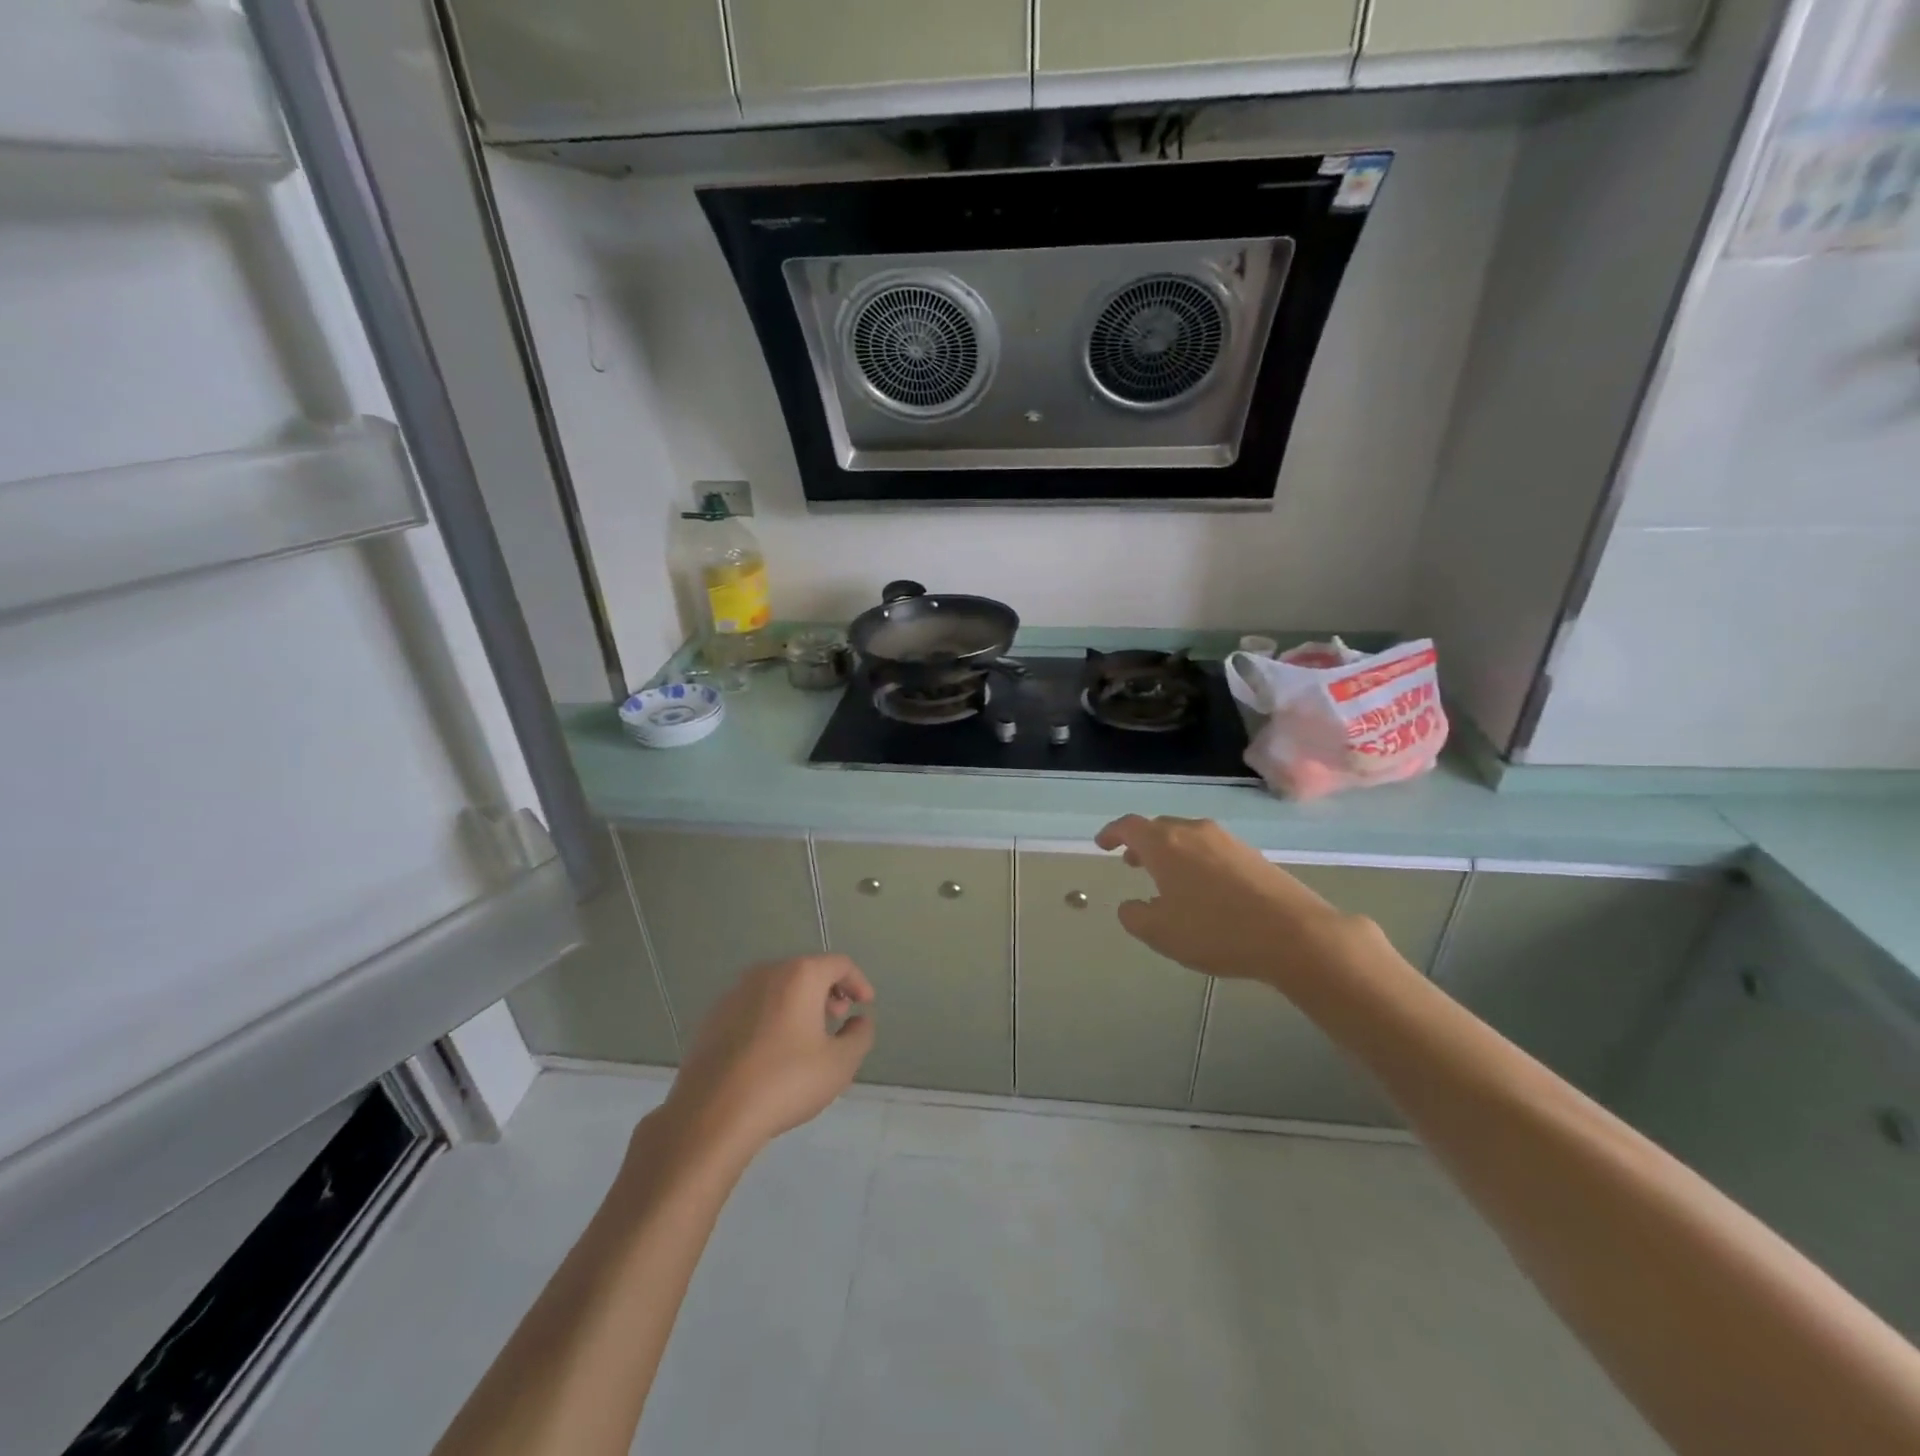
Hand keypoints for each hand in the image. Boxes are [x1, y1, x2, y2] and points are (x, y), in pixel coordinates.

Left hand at [663, 955, 875, 1156]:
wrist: (711, 1114)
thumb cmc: (785, 1082)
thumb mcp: (839, 1064)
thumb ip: (860, 1036)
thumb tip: (859, 1021)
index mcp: (800, 975)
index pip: (839, 964)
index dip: (858, 982)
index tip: (865, 1005)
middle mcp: (766, 973)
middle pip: (806, 971)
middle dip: (828, 991)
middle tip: (837, 1019)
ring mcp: (735, 993)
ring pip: (778, 987)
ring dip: (799, 1003)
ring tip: (807, 1036)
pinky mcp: (713, 1017)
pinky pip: (754, 1005)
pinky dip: (772, 1015)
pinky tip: (772, 1050)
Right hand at [1095, 815, 1353, 983]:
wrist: (1293, 933)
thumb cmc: (1215, 930)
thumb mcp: (1161, 933)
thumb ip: (1135, 916)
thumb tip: (1130, 906)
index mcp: (1164, 843)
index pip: (1129, 826)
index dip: (1112, 833)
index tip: (1102, 844)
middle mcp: (1194, 831)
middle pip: (1160, 827)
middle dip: (1142, 843)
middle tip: (1133, 863)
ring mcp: (1227, 840)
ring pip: (1188, 837)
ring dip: (1171, 852)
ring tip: (1167, 878)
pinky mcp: (1253, 855)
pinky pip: (1213, 850)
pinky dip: (1197, 861)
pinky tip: (1204, 889)